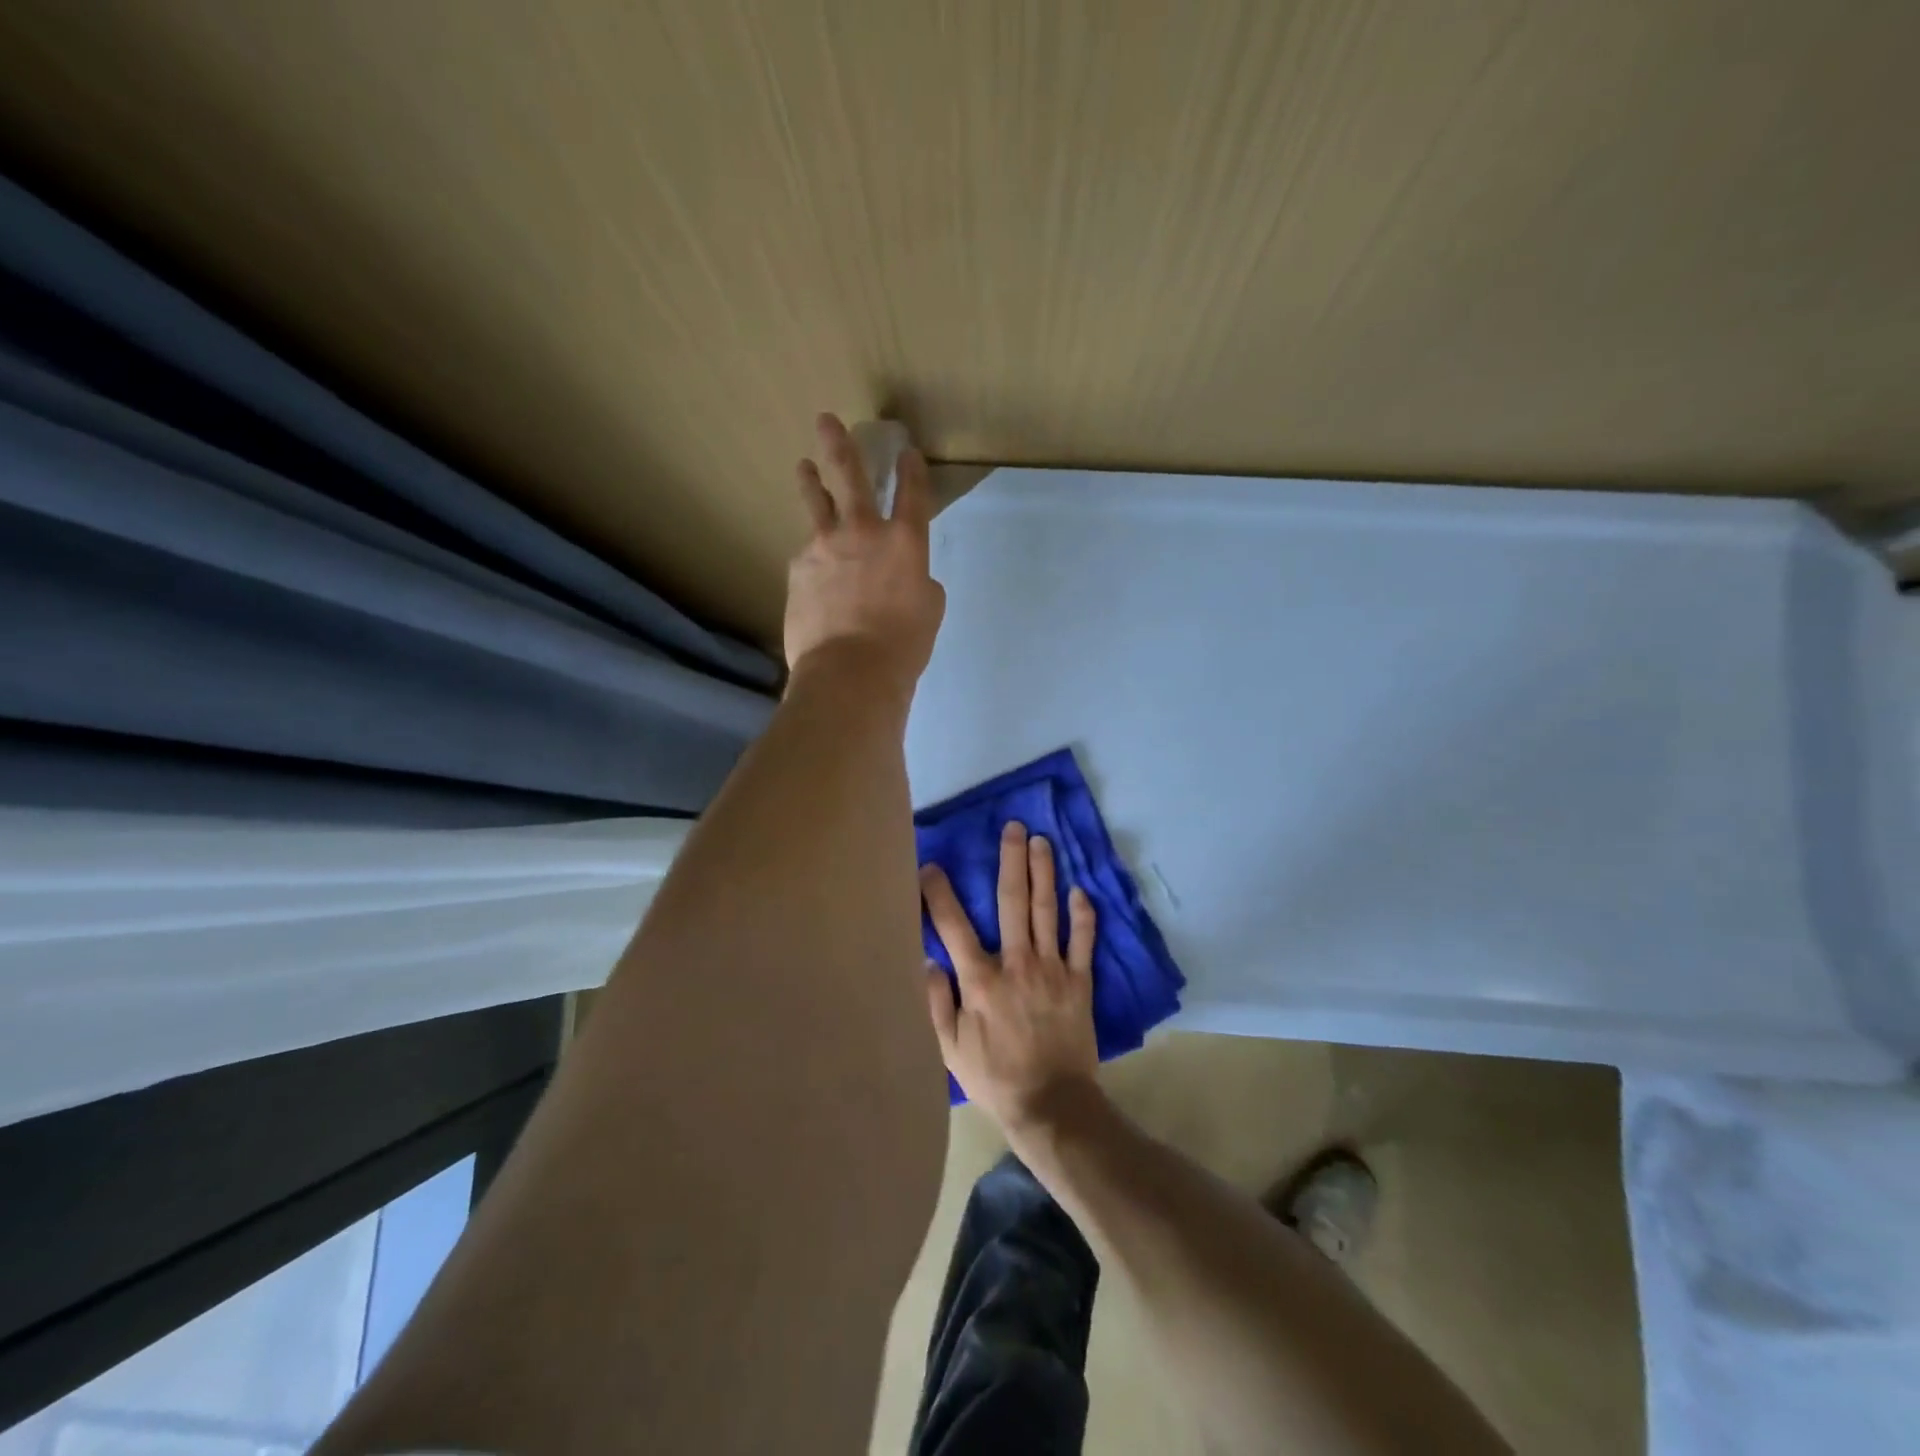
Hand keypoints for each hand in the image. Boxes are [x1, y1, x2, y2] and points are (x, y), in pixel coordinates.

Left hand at [784, 413, 945, 694]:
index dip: (911, 470)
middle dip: (841, 445)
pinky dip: (813, 557)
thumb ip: (918, 582)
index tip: (906, 452)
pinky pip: (807, 556)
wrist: (849, 671)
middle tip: (827, 421)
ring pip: (816, 505)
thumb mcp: (928, 611)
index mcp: (905, 542)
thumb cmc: (902, 646)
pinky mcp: (797, 570)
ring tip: (805, 466)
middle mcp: (863, 532)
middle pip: (851, 477)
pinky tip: (812, 569)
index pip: (912, 494)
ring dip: (811, 482)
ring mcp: (824, 547)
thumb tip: (905, 578)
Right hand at [920, 821, 1099, 1131]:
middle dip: (1011, 861)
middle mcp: (1017, 964)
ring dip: (1044, 873)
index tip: (931, 867)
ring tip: (1041, 842)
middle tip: (1013, 828)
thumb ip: (937, 1003)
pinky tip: (1080, 891)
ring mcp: (1052, 970)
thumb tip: (928, 961)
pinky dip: (1084, 916)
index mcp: (981, 980)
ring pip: (1048, 911)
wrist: (1051, 1105)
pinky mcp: (1079, 982)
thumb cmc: (994, 1077)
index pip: (954, 926)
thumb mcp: (950, 1049)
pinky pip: (1083, 942)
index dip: (940, 894)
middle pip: (1012, 902)